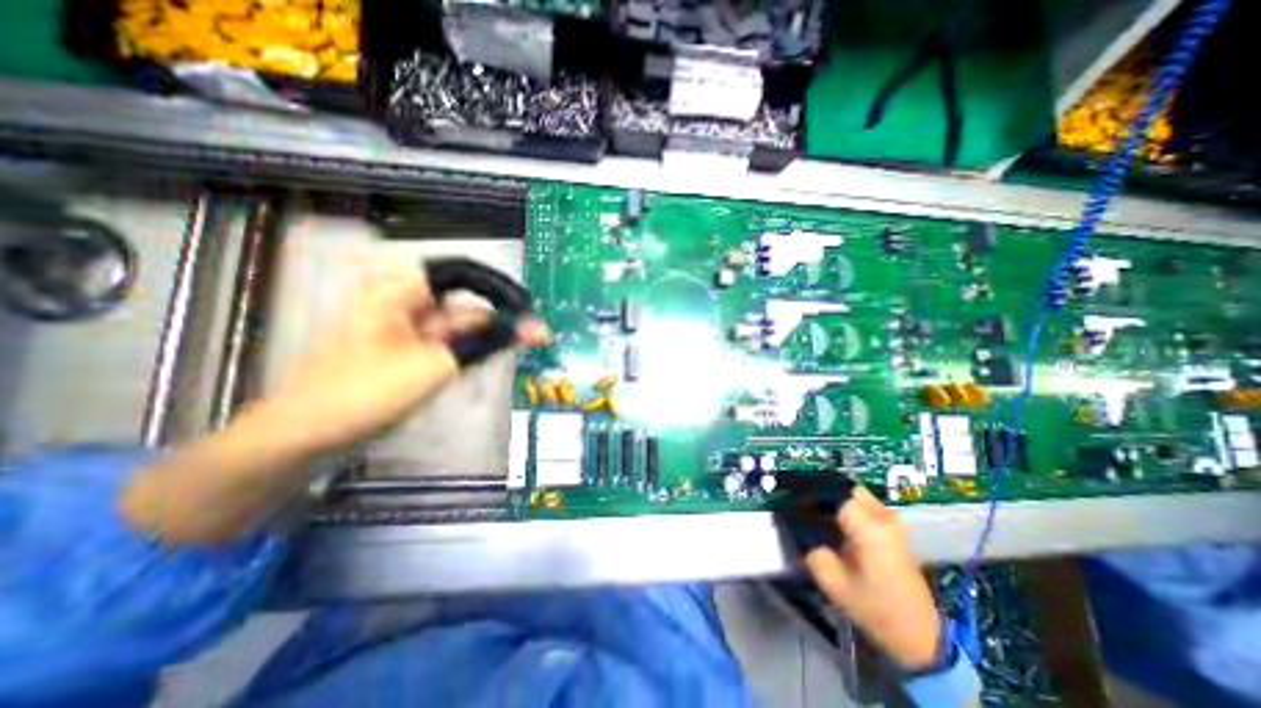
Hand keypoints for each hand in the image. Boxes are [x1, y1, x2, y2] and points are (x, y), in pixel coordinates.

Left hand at [264, 270, 546, 453]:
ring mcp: (402, 328)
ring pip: (457, 326)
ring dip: (485, 339)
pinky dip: (467, 352)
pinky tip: (488, 359)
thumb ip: (485, 341)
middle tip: (536, 337)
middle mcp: (402, 302)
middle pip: (463, 304)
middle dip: (497, 322)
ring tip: (519, 348)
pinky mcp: (404, 350)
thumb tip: (530, 329)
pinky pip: (445, 343)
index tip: (527, 309)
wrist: (308, 434)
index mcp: (400, 291)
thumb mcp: (436, 363)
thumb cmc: (368, 391)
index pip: (464, 276)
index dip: (499, 290)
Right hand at [803, 483, 940, 672]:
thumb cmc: (873, 608)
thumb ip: (809, 545)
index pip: (830, 492)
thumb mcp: (831, 580)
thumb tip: (794, 521)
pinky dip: (843, 504)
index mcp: (869, 526)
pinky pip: (861, 502)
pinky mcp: (893, 525)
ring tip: (811, 510)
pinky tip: (830, 519)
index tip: (788, 500)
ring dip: (831, 496)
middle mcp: (882, 514)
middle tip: (799, 502)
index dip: (807, 494)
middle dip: (819, 491)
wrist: (919, 635)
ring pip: (851, 491)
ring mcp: (891, 518)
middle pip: (842, 486)